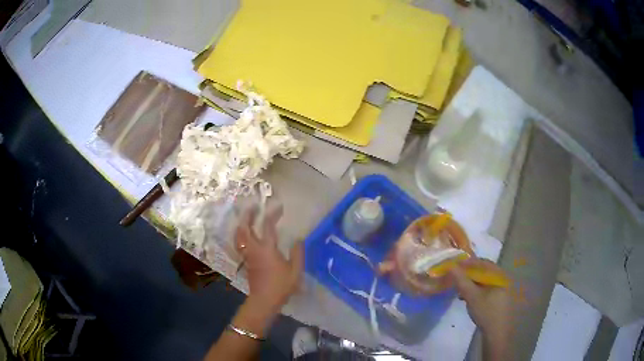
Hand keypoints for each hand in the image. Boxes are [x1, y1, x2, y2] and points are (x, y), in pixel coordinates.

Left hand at [235, 206, 303, 313]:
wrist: (264, 300)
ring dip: (242, 224)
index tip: (279, 207)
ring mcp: (247, 255)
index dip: (273, 214)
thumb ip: (297, 253)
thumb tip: (298, 239)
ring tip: (246, 218)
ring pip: (239, 235)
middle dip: (248, 215)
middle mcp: (254, 249)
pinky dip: (240, 235)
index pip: (267, 226)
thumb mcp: (295, 270)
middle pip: (246, 227)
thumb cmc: (281, 286)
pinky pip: (239, 243)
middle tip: (253, 206)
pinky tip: (244, 234)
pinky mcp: (245, 261)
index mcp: (267, 249)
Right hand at [450, 258, 511, 359]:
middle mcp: (503, 278)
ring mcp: (502, 288)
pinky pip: (487, 288)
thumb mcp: (472, 296)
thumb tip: (451, 266)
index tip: (454, 268)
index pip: (482, 262)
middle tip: (456, 278)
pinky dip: (477, 290)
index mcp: (499, 275)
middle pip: (484, 271)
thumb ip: (462, 281)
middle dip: (469, 274)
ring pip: (484, 280)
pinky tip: (469, 297)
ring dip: (472, 283)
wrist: (497, 332)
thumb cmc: (486, 312)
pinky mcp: (500, 297)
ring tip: (460, 289)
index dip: (467, 263)